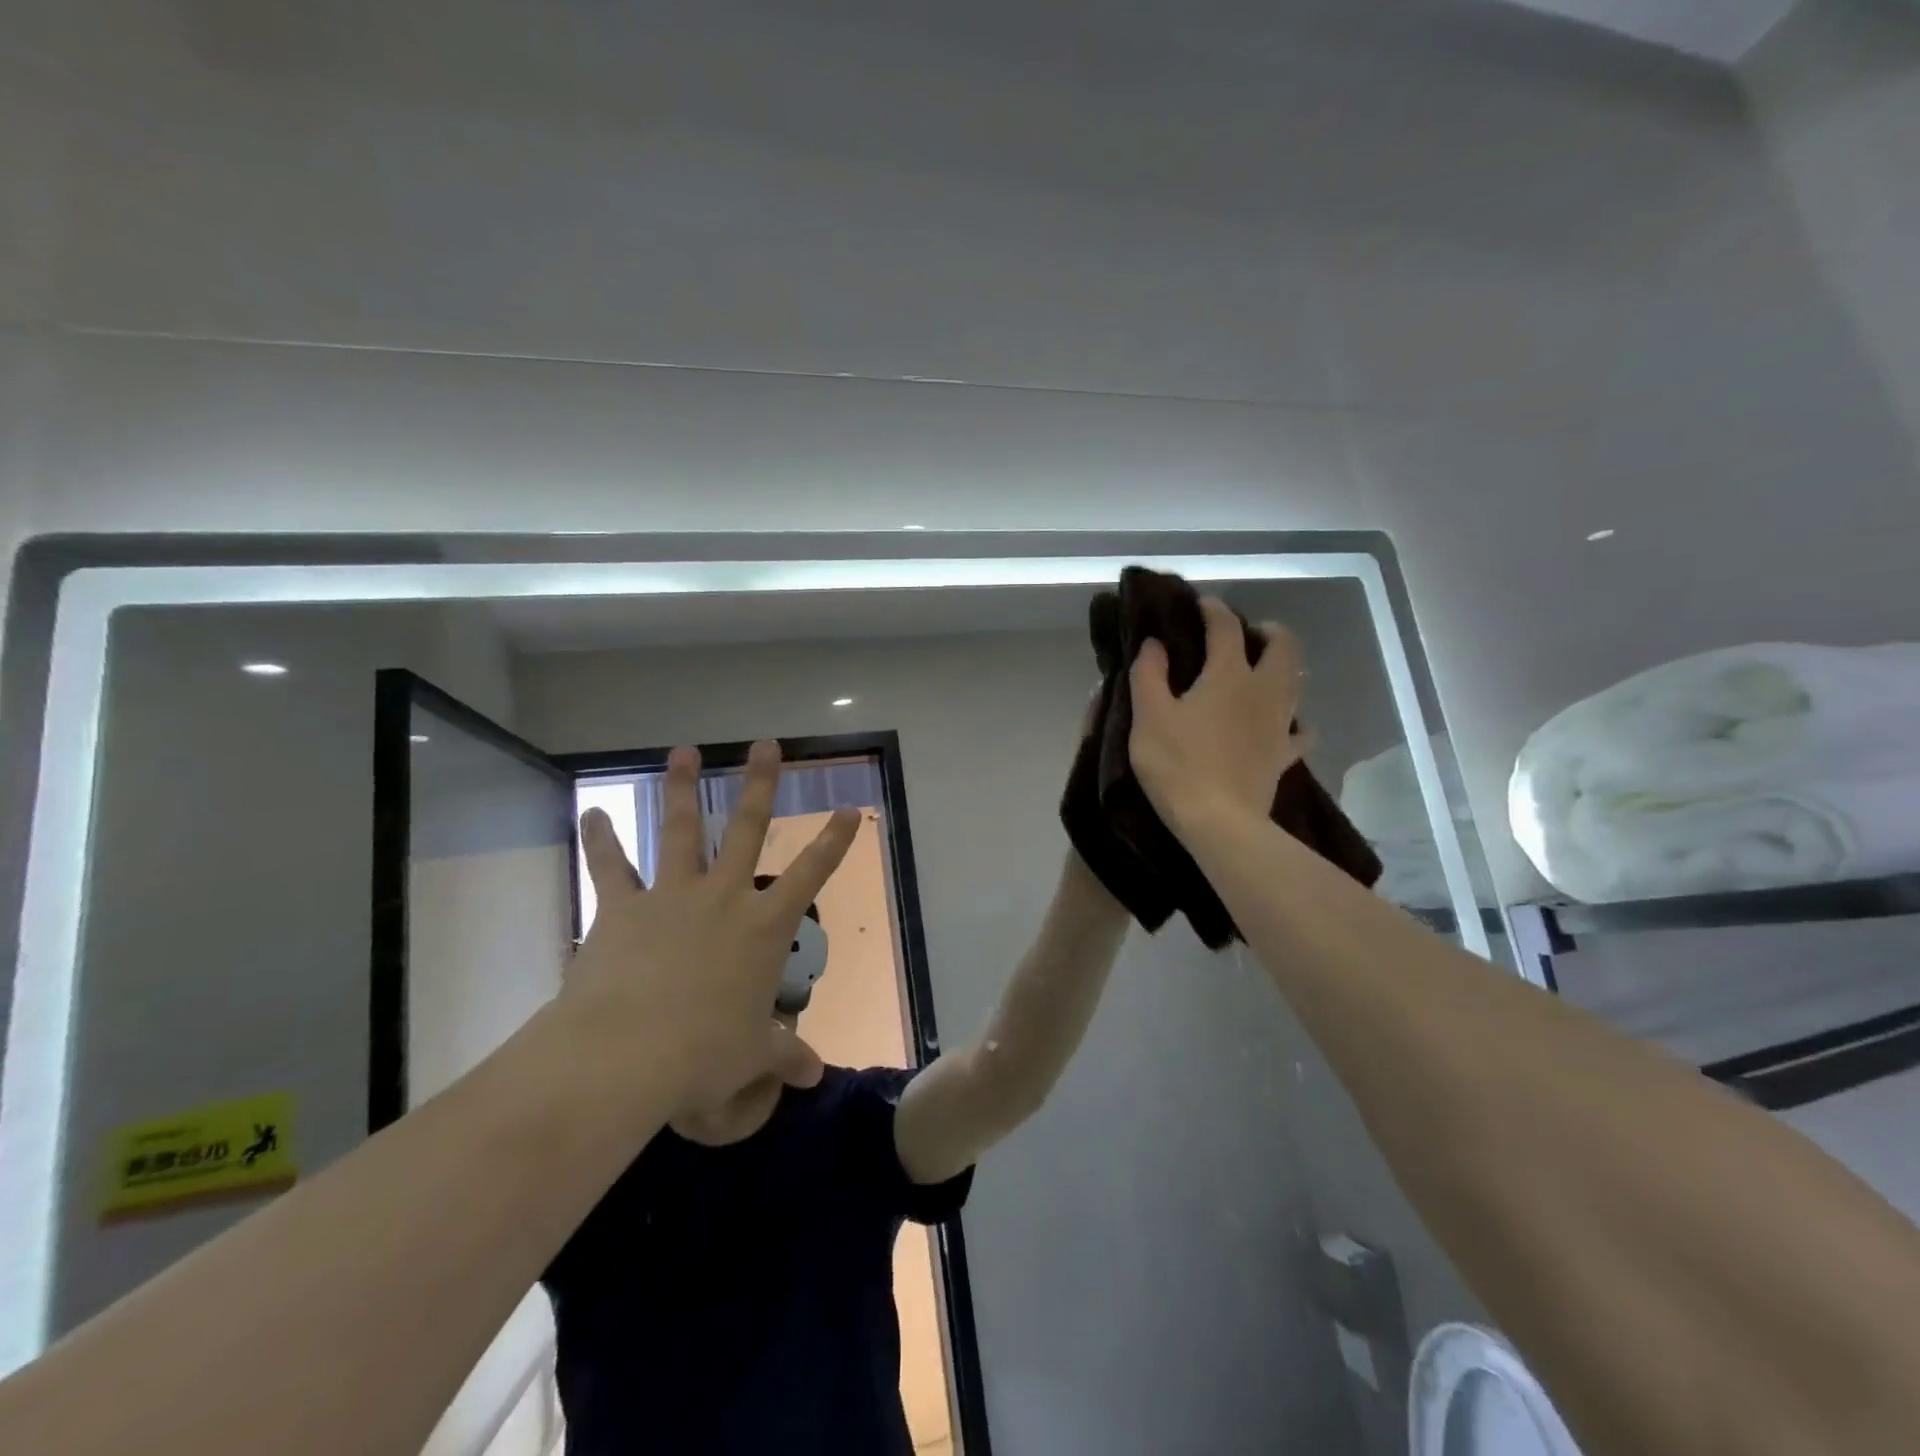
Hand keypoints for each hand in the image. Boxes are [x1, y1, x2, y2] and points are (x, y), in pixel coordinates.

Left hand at [563, 741, 857, 1113]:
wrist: (626, 1056)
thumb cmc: (703, 1055)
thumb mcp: (752, 1058)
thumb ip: (785, 1056)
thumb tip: (814, 1074)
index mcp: (764, 927)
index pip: (811, 874)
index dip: (834, 841)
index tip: (849, 808)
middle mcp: (723, 898)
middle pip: (746, 829)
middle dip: (759, 784)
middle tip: (766, 744)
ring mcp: (671, 896)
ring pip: (679, 830)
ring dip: (681, 788)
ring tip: (684, 750)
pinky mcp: (622, 909)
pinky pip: (610, 867)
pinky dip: (601, 839)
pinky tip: (592, 812)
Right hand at [1128, 597, 1310, 832]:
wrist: (1220, 822)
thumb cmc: (1178, 765)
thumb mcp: (1149, 717)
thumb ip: (1149, 674)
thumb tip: (1154, 644)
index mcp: (1228, 674)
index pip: (1226, 627)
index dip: (1214, 610)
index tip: (1201, 604)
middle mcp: (1263, 690)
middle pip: (1284, 646)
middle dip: (1268, 631)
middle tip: (1248, 634)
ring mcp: (1280, 724)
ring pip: (1296, 683)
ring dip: (1283, 668)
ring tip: (1261, 672)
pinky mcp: (1285, 755)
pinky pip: (1300, 731)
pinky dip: (1294, 721)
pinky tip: (1282, 725)